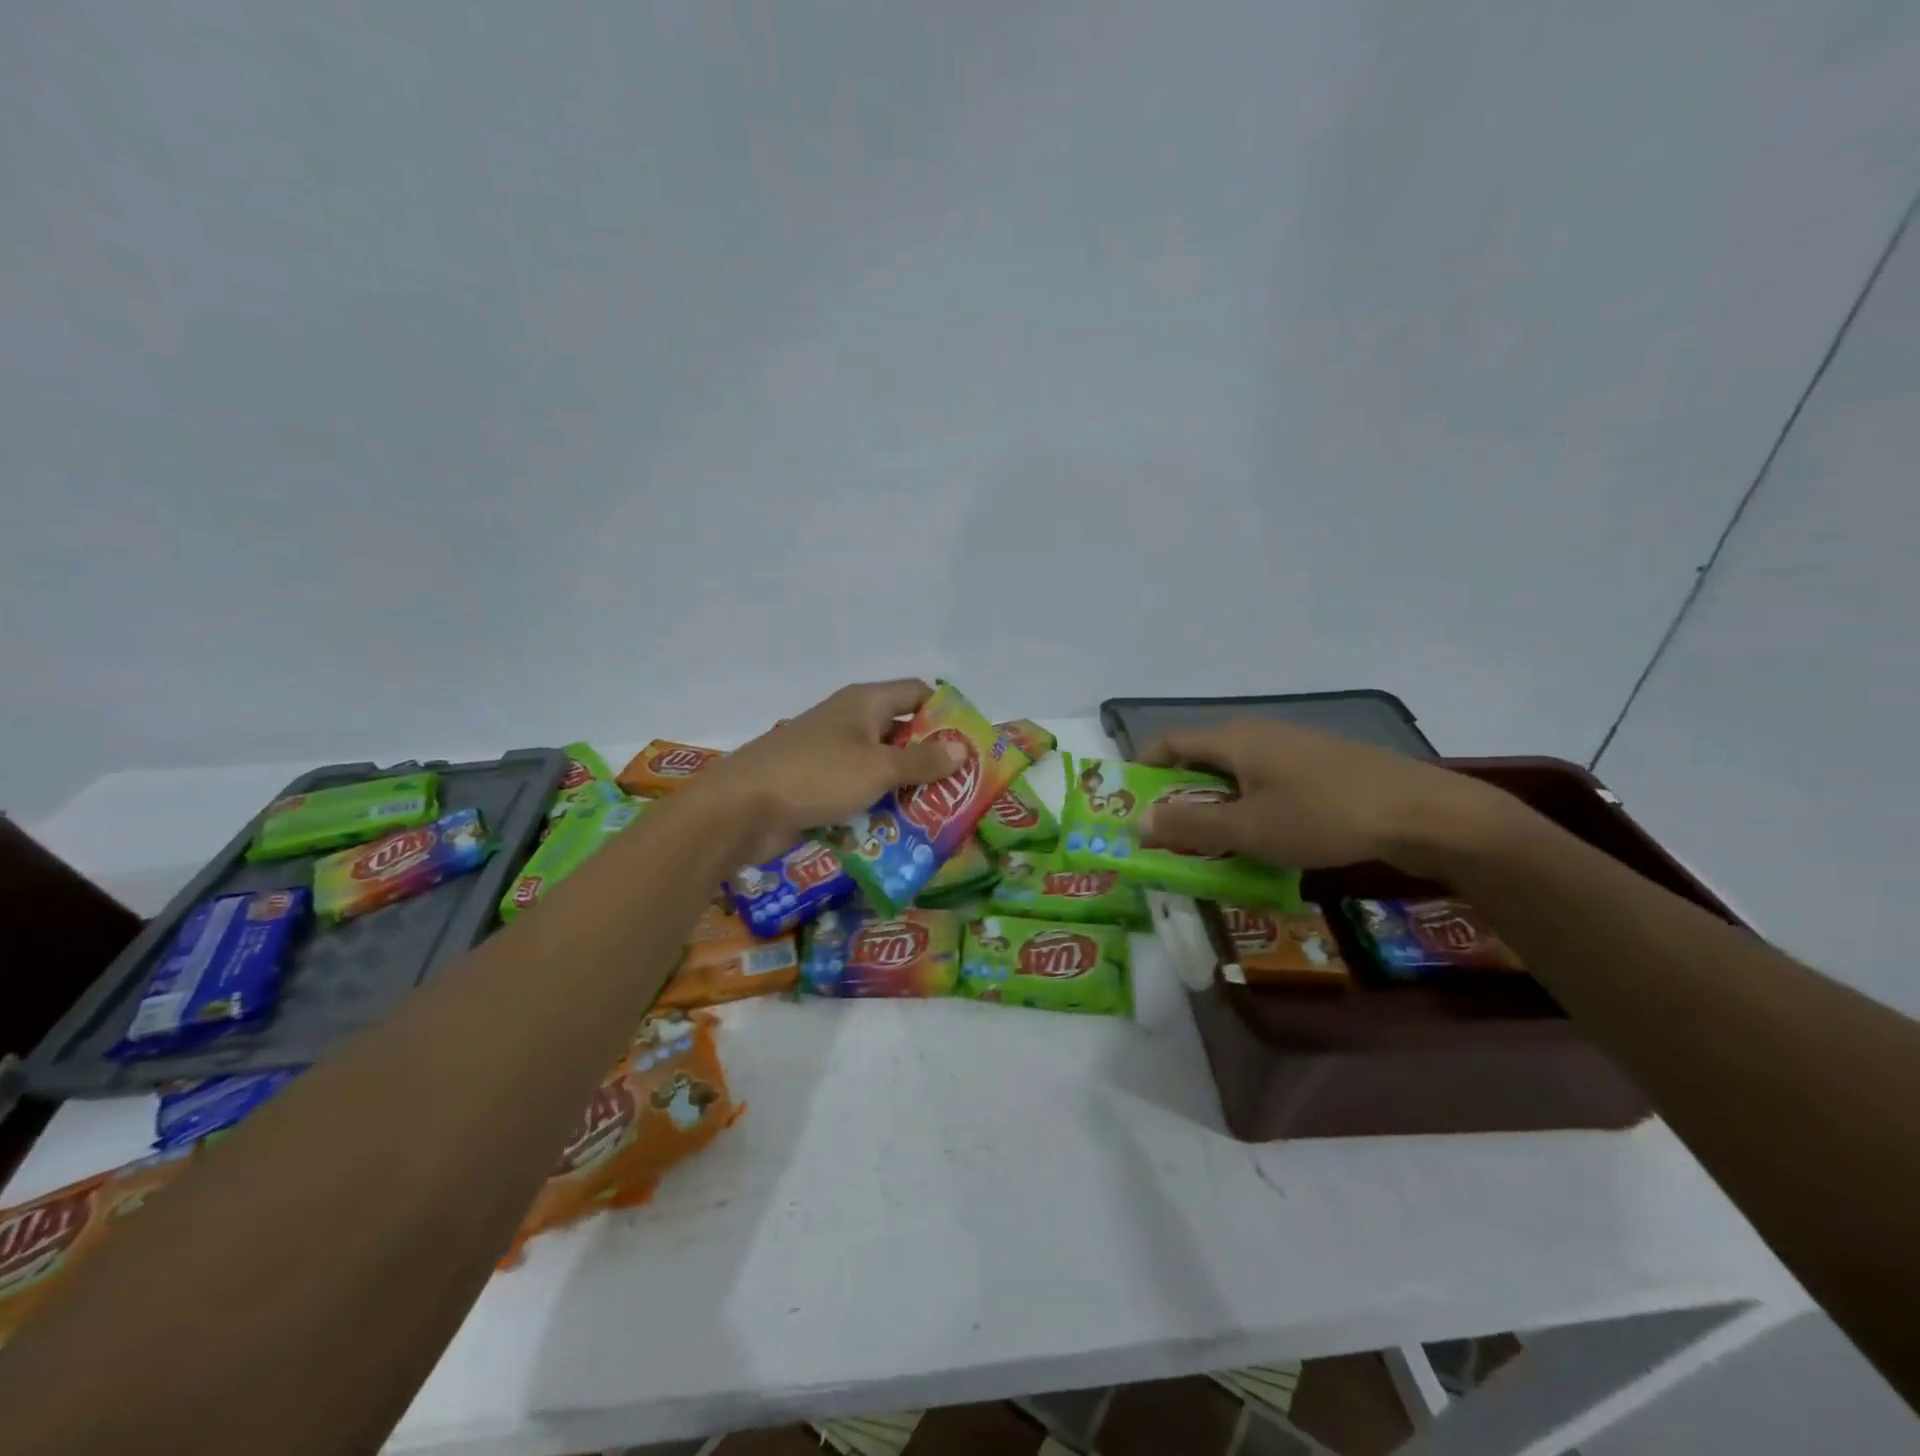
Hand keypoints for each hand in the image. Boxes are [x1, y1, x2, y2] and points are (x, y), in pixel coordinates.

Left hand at [693, 680, 965, 862]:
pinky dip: (877, 805)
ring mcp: (830, 754)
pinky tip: (898, 830)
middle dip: (930, 758)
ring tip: (938, 815)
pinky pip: (857, 790)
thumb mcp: (878, 768)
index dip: (945, 713)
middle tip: (961, 788)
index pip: (917, 693)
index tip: (970, 744)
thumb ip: (922, 761)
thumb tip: (962, 749)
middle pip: (901, 732)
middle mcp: (849, 721)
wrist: (740, 809)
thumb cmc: (816, 776)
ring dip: (905, 788)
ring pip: (880, 766)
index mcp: (864, 702)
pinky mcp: (816, 785)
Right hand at [1139, 719, 1504, 872]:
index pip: (1170, 743)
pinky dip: (1248, 805)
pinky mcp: (1322, 765)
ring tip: (1211, 843)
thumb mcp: (1248, 829)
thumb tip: (1136, 821)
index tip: (1130, 803)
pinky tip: (1262, 835)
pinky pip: (1266, 780)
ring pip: (1236, 772)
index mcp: (1234, 739)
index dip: (1144, 769)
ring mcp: (1294, 746)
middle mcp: (1259, 732)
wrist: (1424, 813)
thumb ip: (1189, 826)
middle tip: (1167, 834)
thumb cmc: (1323, 817)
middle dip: (1178, 794)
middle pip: (1201, 758)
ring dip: (1214, 804)